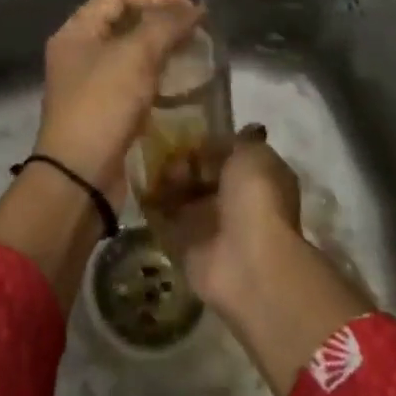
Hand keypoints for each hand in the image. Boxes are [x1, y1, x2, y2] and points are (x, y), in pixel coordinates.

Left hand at [33, 0, 203, 202]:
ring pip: (133, 52)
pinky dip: (160, 75)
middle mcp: (80, 52)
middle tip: (200, 22)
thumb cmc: (102, 106)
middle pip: (125, 21)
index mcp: (77, 31)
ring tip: (199, 47)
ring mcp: (93, 83)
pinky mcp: (108, 111)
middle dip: (163, 17)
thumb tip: (193, 2)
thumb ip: (164, 23)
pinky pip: (137, 80)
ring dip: (164, 46)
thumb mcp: (135, 56)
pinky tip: (186, 80)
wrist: (80, 178)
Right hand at [157, 126, 302, 309]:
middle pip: (198, 174)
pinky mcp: (183, 245)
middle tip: (167, 156)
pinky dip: (149, 205)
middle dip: (181, 162)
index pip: (225, 154)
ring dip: (165, 181)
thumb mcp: (252, 154)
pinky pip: (161, 219)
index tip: (185, 135)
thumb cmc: (256, 199)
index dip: (206, 144)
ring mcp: (208, 225)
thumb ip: (233, 141)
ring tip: (155, 173)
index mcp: (255, 178)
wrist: (247, 261)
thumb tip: (218, 138)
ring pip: (179, 194)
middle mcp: (233, 201)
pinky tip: (140, 187)